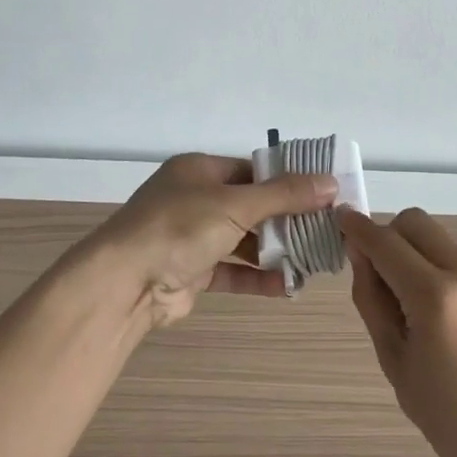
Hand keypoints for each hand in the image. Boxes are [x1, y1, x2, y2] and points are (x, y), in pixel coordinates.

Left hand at [92, 154, 338, 327]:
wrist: (124, 284)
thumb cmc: (179, 228)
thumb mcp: (236, 204)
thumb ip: (284, 195)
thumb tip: (331, 183)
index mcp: (198, 171)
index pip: (252, 170)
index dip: (287, 181)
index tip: (323, 194)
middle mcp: (194, 199)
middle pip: (250, 205)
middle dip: (285, 219)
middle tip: (324, 229)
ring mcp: (190, 237)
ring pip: (242, 240)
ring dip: (274, 251)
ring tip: (312, 260)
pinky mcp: (191, 271)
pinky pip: (231, 270)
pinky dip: (257, 277)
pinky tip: (287, 286)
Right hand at [340, 207, 456, 456]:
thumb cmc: (449, 417)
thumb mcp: (394, 361)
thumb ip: (372, 298)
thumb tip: (360, 252)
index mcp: (437, 299)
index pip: (386, 243)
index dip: (358, 228)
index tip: (342, 218)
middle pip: (418, 223)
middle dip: (393, 236)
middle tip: (387, 273)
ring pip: (449, 241)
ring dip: (429, 258)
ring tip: (434, 308)